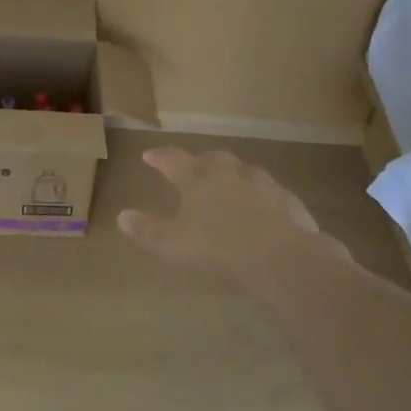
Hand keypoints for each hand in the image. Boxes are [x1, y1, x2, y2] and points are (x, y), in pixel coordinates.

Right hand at [118, 146, 349, 285]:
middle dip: (201, 162)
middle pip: (212, 159)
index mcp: (197, 178)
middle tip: (194, 168)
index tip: (149, 155)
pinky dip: (261, 199)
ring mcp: (262, 184)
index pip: (172, 159)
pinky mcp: (288, 201)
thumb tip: (122, 216)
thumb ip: (147, 230)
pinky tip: (261, 211)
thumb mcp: (171, 244)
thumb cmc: (215, 246)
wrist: (277, 255)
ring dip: (233, 177)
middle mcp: (229, 172)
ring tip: (229, 188)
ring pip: (244, 172)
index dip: (160, 157)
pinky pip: (270, 195)